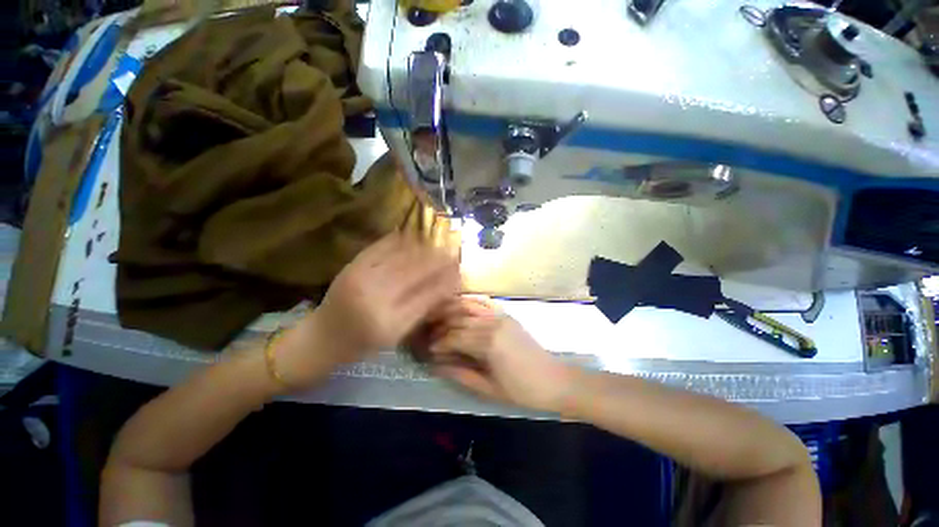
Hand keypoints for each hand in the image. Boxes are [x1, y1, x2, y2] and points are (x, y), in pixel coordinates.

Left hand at [276, 232, 460, 387]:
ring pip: (402, 256)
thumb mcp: (396, 336)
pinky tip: (414, 237)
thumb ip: (422, 312)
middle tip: (453, 253)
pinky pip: (382, 246)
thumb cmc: (362, 344)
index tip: (459, 272)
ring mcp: (361, 278)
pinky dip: (401, 239)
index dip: (446, 281)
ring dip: (425, 247)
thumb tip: (446, 288)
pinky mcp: (351, 266)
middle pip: (416, 271)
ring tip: (439, 243)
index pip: (428, 296)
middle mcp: (376, 299)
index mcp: (390, 324)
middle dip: (439, 260)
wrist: (322, 338)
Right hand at [427, 296, 575, 411]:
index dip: (438, 343)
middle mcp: (492, 323)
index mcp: (488, 343)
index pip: (454, 337)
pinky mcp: (506, 314)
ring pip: (468, 306)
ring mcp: (500, 315)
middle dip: (440, 325)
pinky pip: (483, 302)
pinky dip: (468, 301)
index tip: (426, 349)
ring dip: (450, 308)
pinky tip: (458, 303)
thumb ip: (460, 374)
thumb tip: (436, 365)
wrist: (554, 380)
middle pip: (459, 319)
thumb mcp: (488, 388)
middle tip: (426, 332)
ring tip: (435, 314)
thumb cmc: (522, 390)